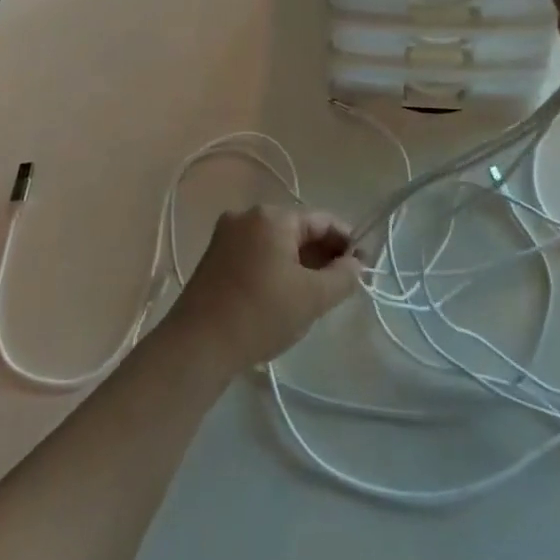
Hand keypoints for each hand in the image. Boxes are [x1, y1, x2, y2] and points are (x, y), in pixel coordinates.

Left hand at [165, 205, 363, 371]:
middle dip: (321, 253)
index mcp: (272, 216)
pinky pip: (256, 253)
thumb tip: (357, 263)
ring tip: (314, 293)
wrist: (198, 345)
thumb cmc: (261, 314)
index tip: (361, 266)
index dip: (345, 240)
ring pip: (275, 242)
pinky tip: (282, 295)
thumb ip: (342, 277)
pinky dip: (275, 267)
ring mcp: (227, 234)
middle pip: (296, 228)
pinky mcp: (214, 256)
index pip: (321, 220)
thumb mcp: (311, 298)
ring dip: (298, 262)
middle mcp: (247, 215)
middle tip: (340, 284)